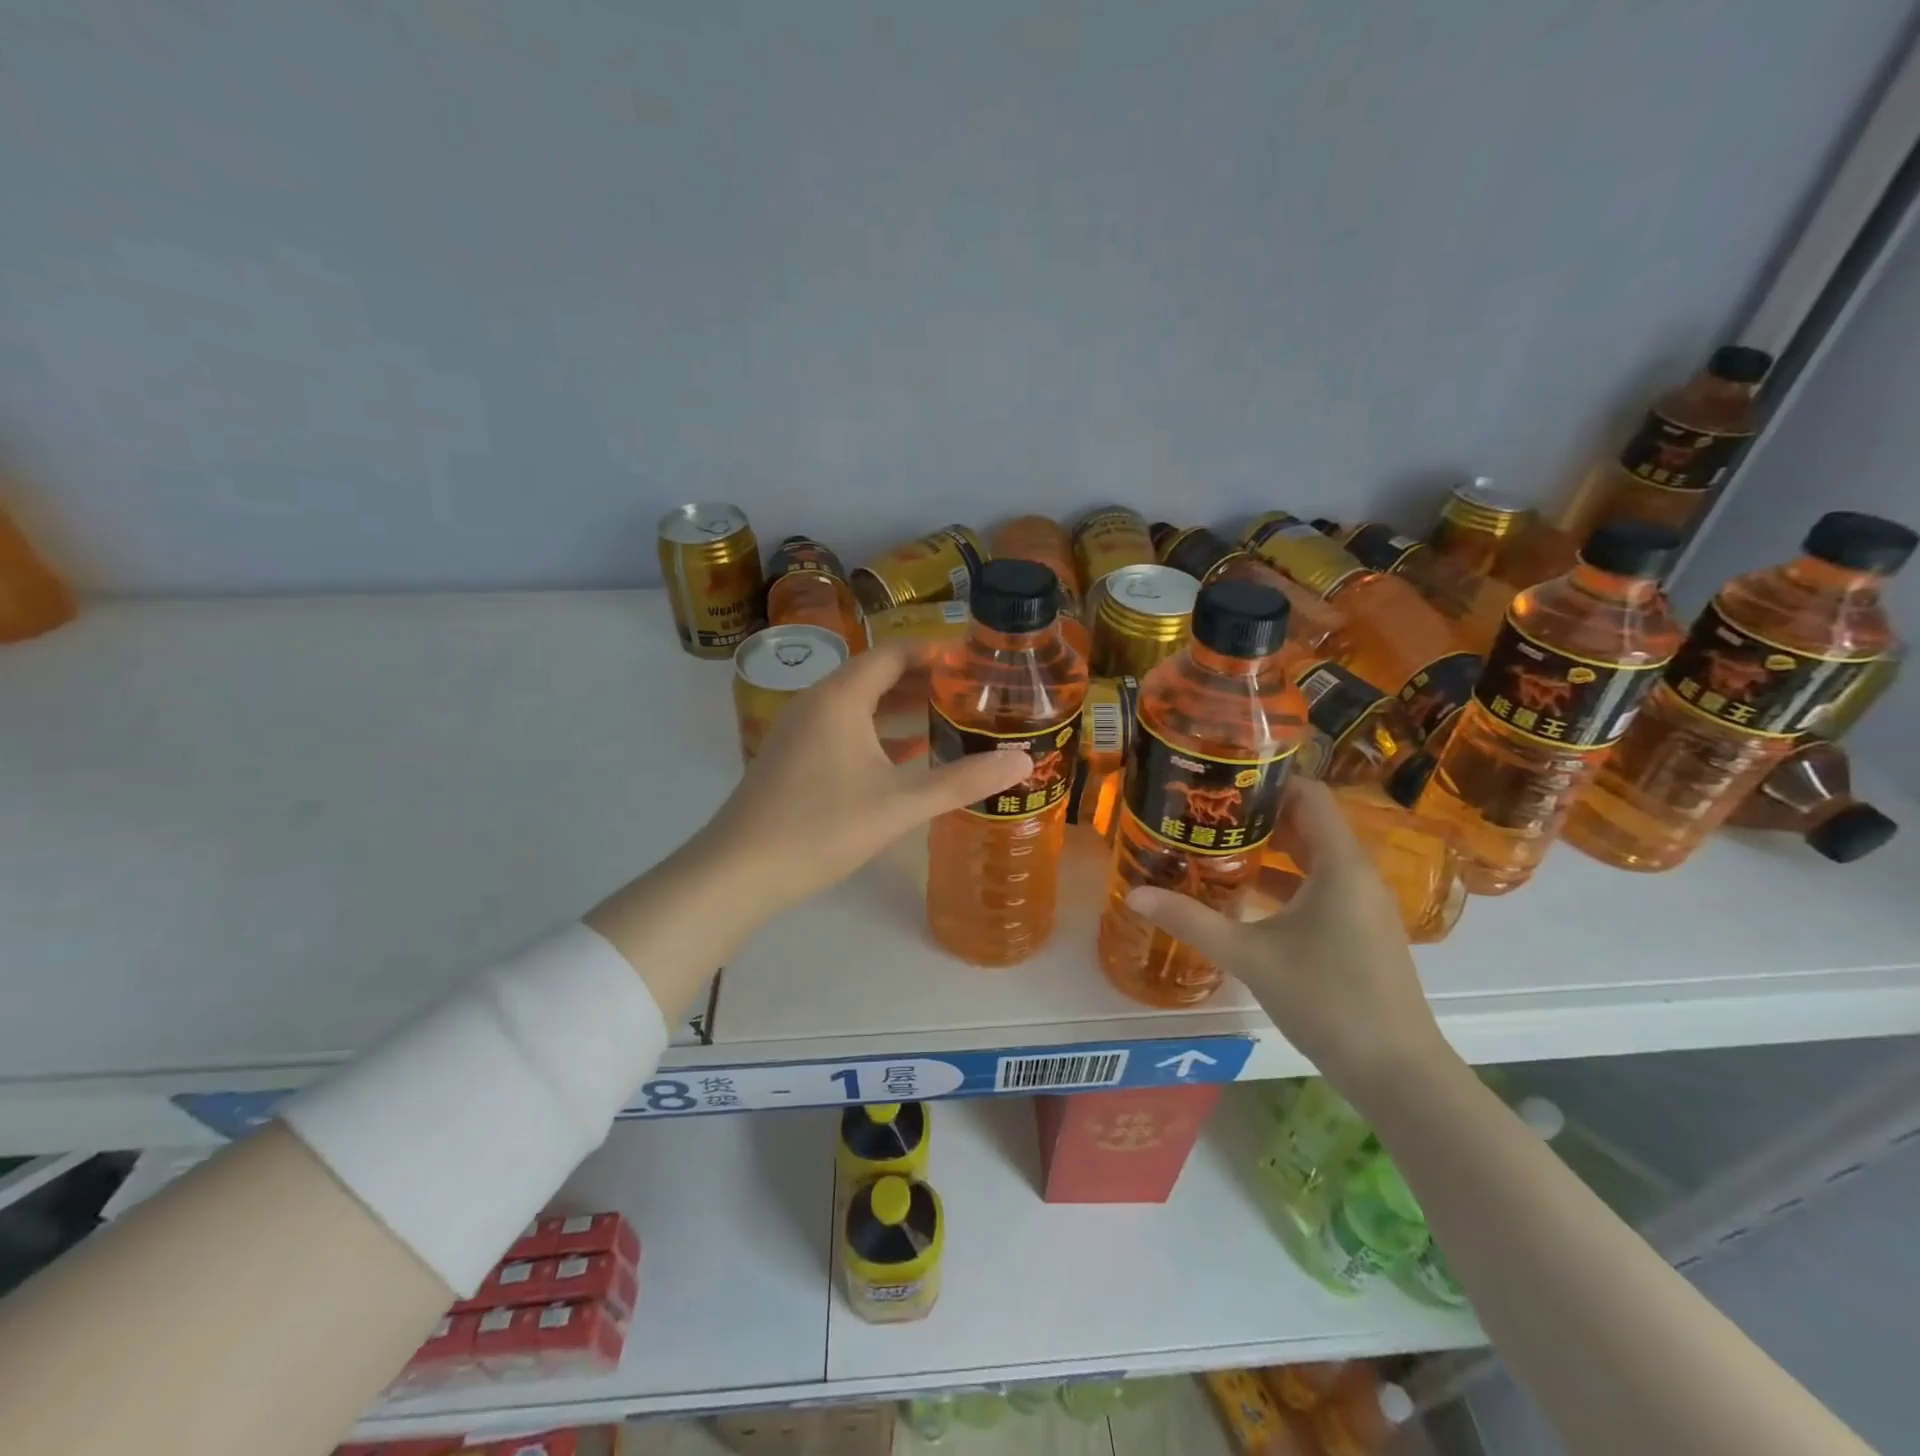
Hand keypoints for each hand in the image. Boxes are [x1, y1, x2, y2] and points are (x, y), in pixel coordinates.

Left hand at [699, 639, 1032, 913]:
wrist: (738, 871)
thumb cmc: (820, 827)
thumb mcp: (899, 805)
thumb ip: (962, 781)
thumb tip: (1023, 761)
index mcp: (841, 697)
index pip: (894, 653)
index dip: (936, 652)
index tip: (976, 662)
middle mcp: (818, 701)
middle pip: (877, 675)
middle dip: (925, 680)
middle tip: (974, 691)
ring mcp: (801, 729)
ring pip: (861, 704)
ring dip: (903, 707)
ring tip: (951, 716)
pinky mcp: (795, 756)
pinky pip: (845, 728)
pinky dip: (879, 732)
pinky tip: (910, 751)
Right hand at [1124, 778, 1452, 1098]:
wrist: (1396, 1072)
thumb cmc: (1326, 1000)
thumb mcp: (1249, 956)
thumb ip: (1191, 920)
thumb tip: (1135, 894)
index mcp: (1340, 864)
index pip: (1309, 795)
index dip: (1267, 780)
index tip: (1221, 781)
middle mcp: (1358, 874)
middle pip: (1310, 822)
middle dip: (1260, 814)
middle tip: (1207, 812)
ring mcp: (1365, 903)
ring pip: (1316, 856)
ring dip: (1272, 848)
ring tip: (1218, 845)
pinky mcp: (1363, 929)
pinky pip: (1323, 884)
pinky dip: (1288, 879)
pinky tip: (1248, 895)